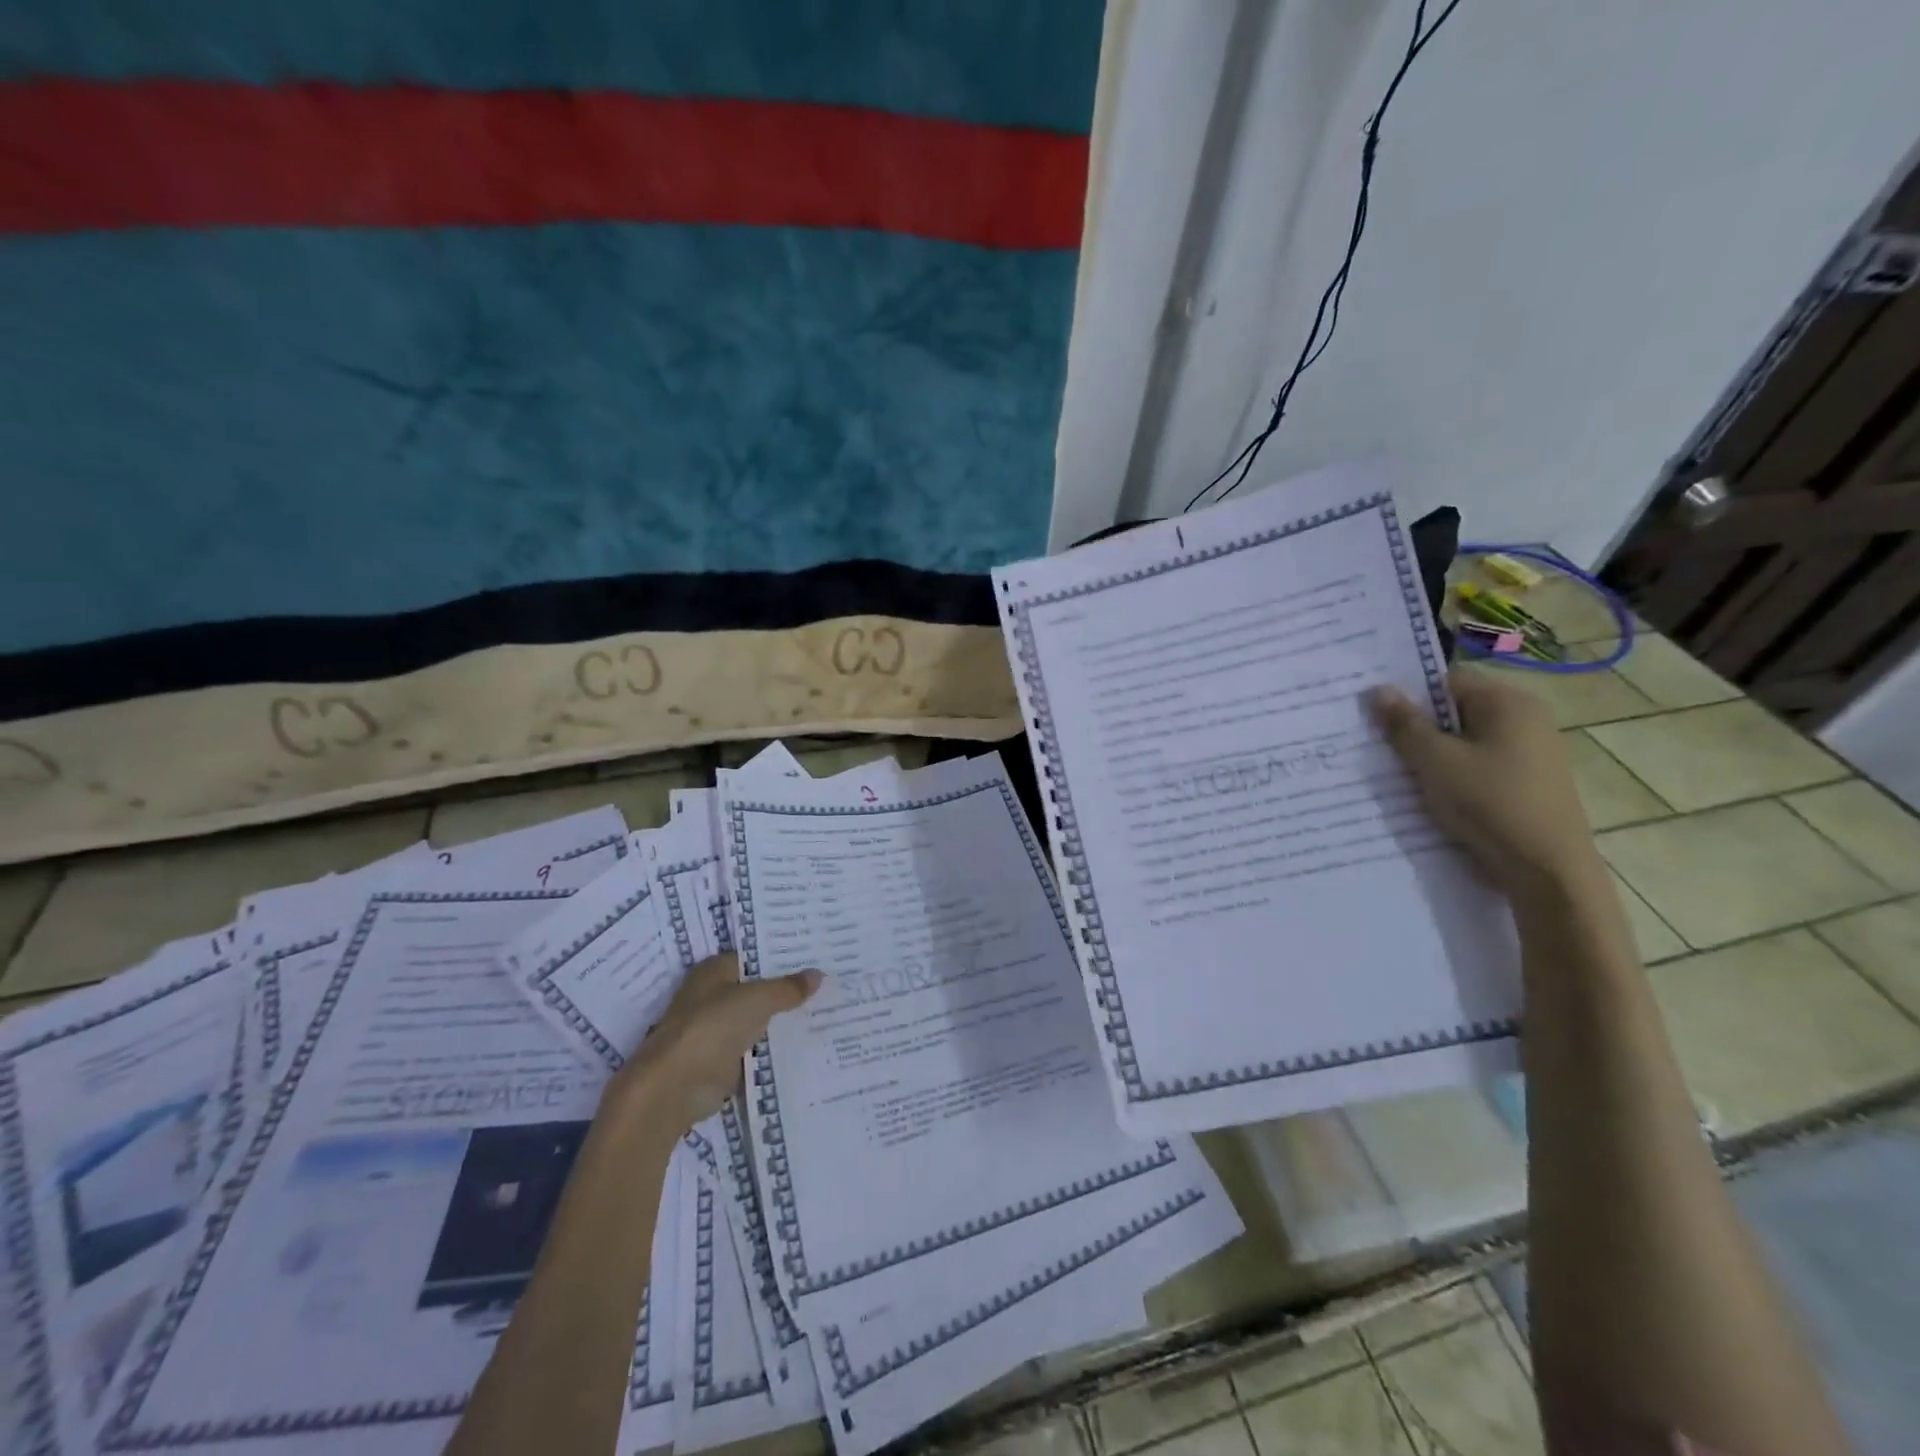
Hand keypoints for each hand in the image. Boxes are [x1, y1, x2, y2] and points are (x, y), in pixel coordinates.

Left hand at [617, 954, 821, 1129]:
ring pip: (759, 1019)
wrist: (676, 1086)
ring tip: (827, 1009)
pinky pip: (756, 1049)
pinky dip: (775, 1048)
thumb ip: (788, 988)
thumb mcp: (758, 999)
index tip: (815, 955)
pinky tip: (807, 1042)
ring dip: (783, 1020)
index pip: (754, 956)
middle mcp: (713, 995)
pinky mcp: (721, 1061)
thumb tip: (819, 974)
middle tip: (829, 981)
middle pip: (758, 988)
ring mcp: (717, 1030)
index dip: (782, 956)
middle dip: (787, 988)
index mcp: (715, 970)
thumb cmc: (712, 1026)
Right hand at [1368, 668, 1601, 900]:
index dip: (1408, 695)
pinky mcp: (1530, 782)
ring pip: (1466, 741)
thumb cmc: (1489, 802)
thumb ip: (1404, 724)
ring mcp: (1533, 752)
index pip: (1446, 680)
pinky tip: (1435, 795)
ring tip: (1402, 774)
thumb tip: (1379, 689)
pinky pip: (1481, 765)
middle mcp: (1526, 718)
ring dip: (1434, 754)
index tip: (1377, 717)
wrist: (1547, 870)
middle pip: (1456, 710)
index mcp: (1508, 702)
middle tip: (1381, 746)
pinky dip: (1455, 774)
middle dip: (1418, 727)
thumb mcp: (1434, 761)